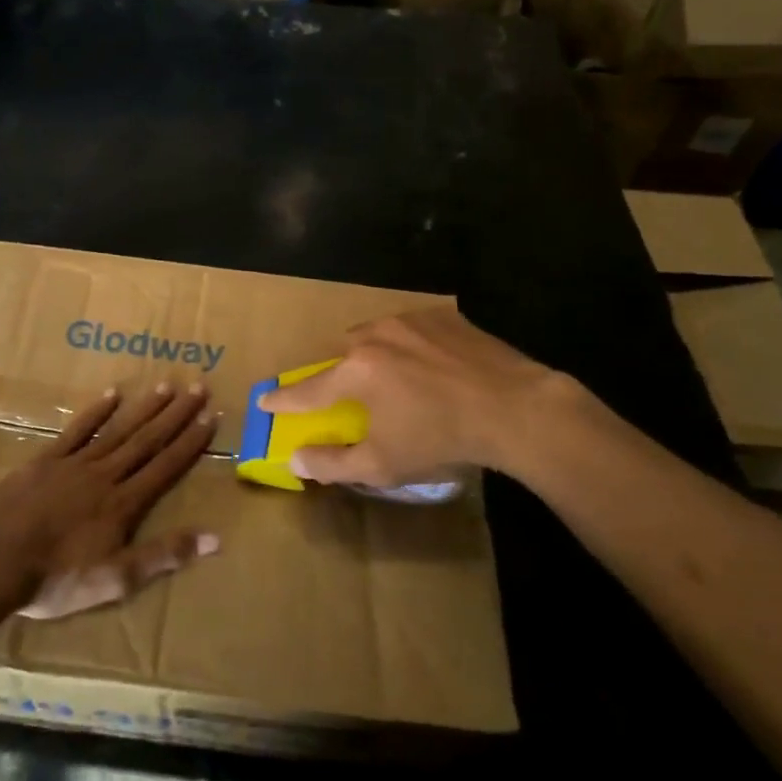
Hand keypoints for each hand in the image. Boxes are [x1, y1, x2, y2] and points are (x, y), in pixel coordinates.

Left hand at [0, 382, 220, 620]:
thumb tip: (215, 538)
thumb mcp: (116, 579)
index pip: (165, 466)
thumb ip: (164, 556)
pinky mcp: (45, 460)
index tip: (210, 416)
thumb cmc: (56, 578)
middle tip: (198, 387)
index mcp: (123, 503)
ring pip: (117, 430)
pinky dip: (95, 411)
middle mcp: (105, 475)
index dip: (190, 442)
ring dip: (144, 408)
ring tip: (166, 386)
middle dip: (175, 415)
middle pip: (146, 440)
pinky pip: (76, 430)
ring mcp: (73, 464)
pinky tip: (112, 394)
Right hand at [259, 309, 558, 485]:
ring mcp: (410, 320)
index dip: (284, 400)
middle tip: (351, 396)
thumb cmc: (442, 439)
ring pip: (375, 336)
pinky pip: (411, 329)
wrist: (516, 409)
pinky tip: (429, 367)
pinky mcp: (443, 316)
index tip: (264, 400)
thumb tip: (296, 459)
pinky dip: (409, 346)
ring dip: (374, 356)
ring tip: (395, 380)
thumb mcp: (382, 465)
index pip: (308, 390)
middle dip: (339, 376)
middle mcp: (375, 336)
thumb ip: (332, 462)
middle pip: (342, 356)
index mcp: (356, 371)